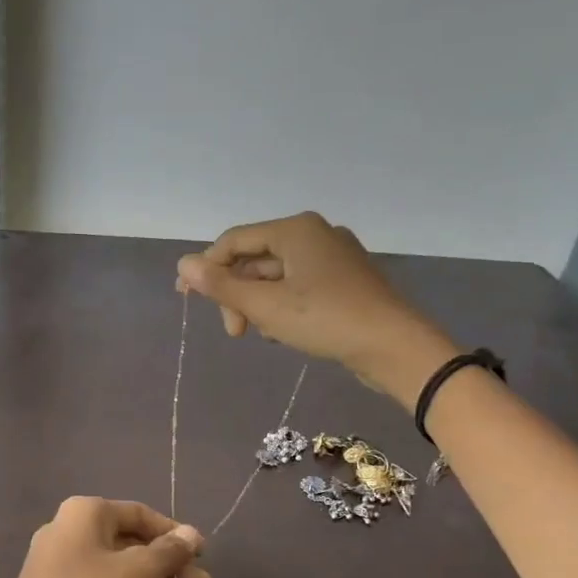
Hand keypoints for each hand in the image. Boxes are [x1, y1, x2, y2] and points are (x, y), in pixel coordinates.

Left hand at [0, 498, 209, 577]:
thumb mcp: (137, 573)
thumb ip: (169, 553)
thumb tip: (192, 534)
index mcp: (86, 515)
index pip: (139, 515)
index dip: (174, 533)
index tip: (203, 554)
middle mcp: (73, 538)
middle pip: (135, 551)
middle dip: (174, 575)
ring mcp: (67, 576)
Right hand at [176, 212, 454, 406]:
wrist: (395, 347)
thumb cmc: (326, 319)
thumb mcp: (265, 305)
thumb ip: (221, 285)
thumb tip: (182, 264)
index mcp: (295, 230)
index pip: (234, 241)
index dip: (206, 268)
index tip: (186, 299)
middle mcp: (314, 234)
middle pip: (255, 258)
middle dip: (236, 294)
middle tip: (234, 331)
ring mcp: (333, 256)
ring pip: (276, 275)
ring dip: (258, 304)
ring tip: (261, 334)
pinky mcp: (345, 280)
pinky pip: (298, 285)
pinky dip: (282, 306)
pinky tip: (283, 332)